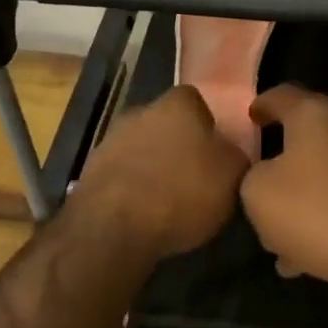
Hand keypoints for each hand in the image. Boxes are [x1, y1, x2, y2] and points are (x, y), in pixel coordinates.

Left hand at [69, 85, 248, 260]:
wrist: (113, 226)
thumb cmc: (182, 192)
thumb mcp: (232, 177)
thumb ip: (236, 157)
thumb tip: (230, 153)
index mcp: (178, 103)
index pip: (197, 101)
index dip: (209, 126)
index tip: (217, 152)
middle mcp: (142, 111)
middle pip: (168, 124)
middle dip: (180, 146)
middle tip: (197, 177)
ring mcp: (111, 139)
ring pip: (144, 148)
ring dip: (155, 168)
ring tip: (171, 202)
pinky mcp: (91, 170)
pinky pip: (124, 174)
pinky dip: (134, 189)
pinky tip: (146, 214)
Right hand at [239, 84, 327, 297]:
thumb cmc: (317, 211)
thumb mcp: (258, 194)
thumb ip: (254, 175)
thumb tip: (267, 174)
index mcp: (316, 114)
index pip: (283, 95)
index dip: (263, 105)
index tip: (252, 116)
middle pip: (311, 136)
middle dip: (286, 160)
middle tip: (264, 181)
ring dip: (307, 198)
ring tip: (281, 235)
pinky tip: (310, 254)